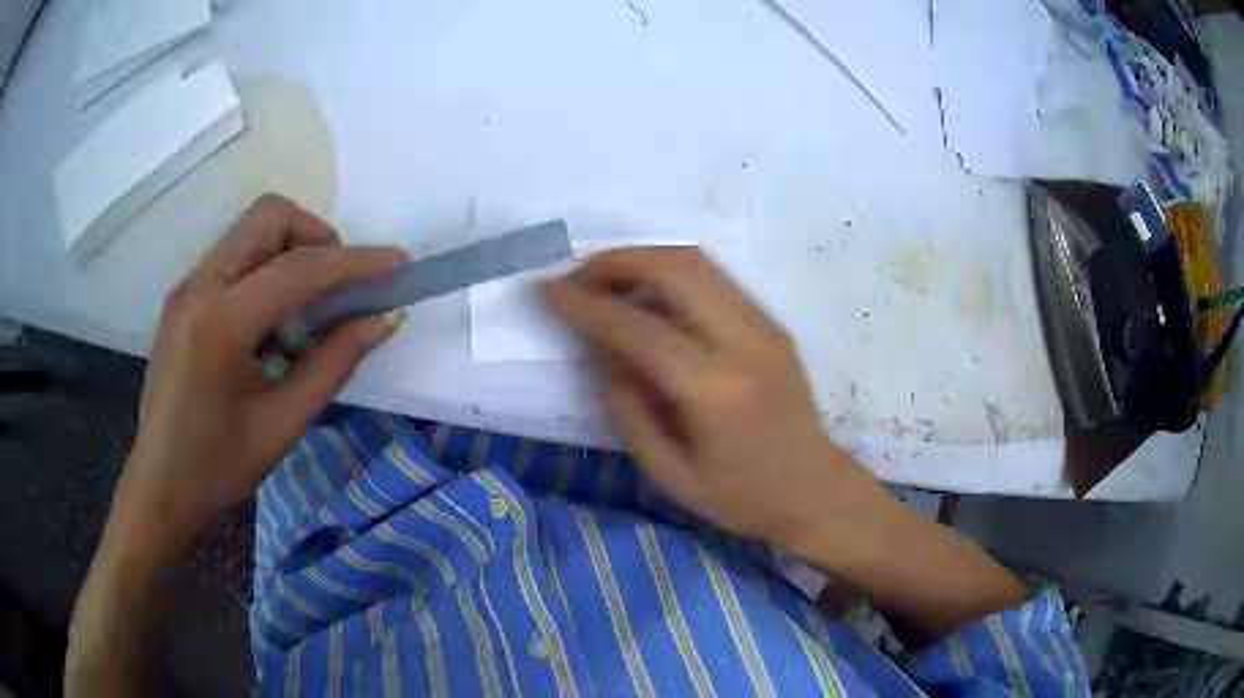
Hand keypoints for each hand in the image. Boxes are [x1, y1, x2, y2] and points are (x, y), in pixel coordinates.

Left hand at [118, 194, 405, 545]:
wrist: (160, 486)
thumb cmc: (219, 468)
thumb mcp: (282, 425)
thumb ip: (333, 364)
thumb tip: (383, 320)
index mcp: (220, 325)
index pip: (297, 268)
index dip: (354, 261)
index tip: (397, 263)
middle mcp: (199, 287)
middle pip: (268, 217)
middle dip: (316, 236)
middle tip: (337, 285)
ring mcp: (186, 287)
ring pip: (250, 229)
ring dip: (291, 248)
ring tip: (307, 305)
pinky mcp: (183, 296)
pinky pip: (234, 254)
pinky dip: (266, 266)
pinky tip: (272, 319)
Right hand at [541, 247, 880, 552]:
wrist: (814, 490)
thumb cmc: (741, 498)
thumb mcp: (670, 475)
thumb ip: (628, 409)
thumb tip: (601, 350)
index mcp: (717, 392)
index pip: (639, 327)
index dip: (584, 303)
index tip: (543, 291)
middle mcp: (746, 343)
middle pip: (675, 268)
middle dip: (613, 262)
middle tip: (574, 280)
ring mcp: (765, 326)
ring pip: (697, 261)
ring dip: (641, 258)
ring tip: (602, 281)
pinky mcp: (771, 323)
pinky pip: (714, 278)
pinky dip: (669, 272)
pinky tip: (644, 295)